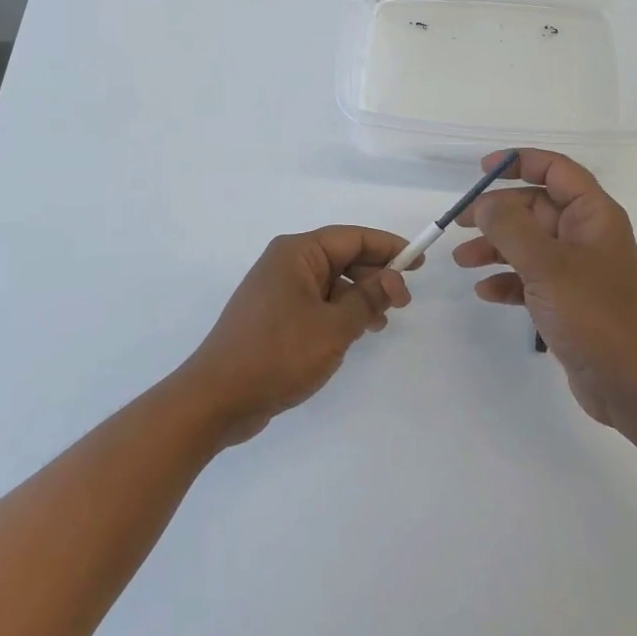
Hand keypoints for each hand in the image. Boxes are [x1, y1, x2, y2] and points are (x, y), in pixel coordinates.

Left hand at [176, 227, 414, 445]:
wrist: (217, 398)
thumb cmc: (278, 354)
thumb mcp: (334, 327)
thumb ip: (367, 299)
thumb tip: (392, 278)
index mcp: (297, 253)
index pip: (352, 237)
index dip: (388, 247)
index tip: (419, 261)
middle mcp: (285, 263)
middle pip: (341, 257)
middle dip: (375, 275)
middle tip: (405, 301)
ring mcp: (276, 290)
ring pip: (330, 283)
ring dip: (359, 297)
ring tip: (383, 322)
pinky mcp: (273, 316)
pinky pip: (315, 303)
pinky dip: (339, 313)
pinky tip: (354, 334)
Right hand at [453, 149, 636, 426]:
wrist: (629, 384)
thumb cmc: (592, 314)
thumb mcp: (546, 265)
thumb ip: (510, 227)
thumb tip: (484, 204)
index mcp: (593, 215)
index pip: (555, 170)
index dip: (519, 162)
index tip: (482, 170)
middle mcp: (586, 235)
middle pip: (535, 207)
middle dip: (496, 213)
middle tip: (460, 223)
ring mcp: (577, 269)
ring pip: (528, 243)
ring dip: (494, 248)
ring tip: (462, 261)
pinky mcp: (568, 299)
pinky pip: (530, 277)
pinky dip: (507, 280)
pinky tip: (486, 292)